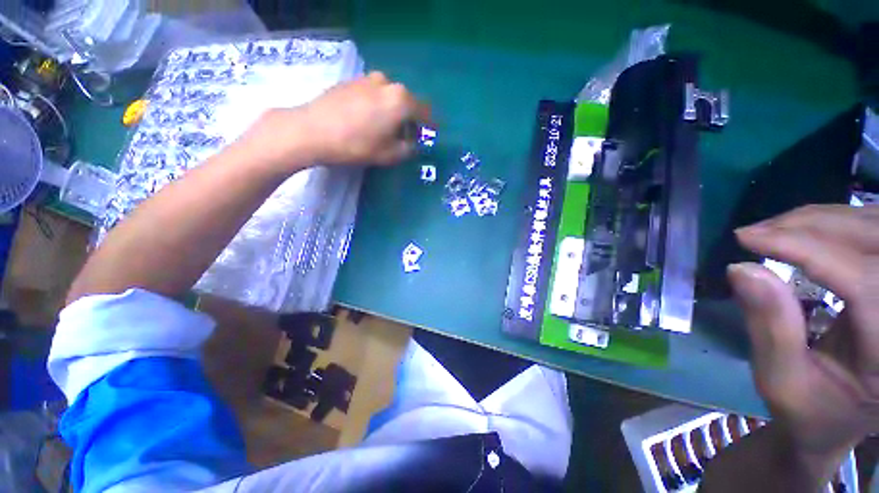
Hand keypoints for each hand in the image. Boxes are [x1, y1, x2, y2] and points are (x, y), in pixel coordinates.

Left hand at [244, 71, 429, 170]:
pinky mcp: (351, 81)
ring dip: (393, 112)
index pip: (424, 111)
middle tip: (407, 136)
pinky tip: (368, 120)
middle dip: (410, 119)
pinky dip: (378, 106)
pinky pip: (374, 94)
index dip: (431, 124)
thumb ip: (408, 149)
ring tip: (385, 129)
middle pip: (407, 102)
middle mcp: (387, 83)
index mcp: (401, 100)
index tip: (434, 132)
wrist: (312, 130)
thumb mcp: (389, 154)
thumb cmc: (357, 145)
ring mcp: (368, 79)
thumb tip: (413, 143)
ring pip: (390, 97)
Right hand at [728, 205, 878, 458]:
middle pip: (872, 240)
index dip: (805, 250)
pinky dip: (835, 220)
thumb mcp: (783, 382)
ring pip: (873, 224)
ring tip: (773, 231)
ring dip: (820, 220)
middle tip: (755, 233)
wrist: (845, 414)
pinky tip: (804, 230)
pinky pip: (871, 227)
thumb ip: (769, 329)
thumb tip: (741, 269)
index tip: (745, 238)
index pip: (862, 279)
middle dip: (809, 227)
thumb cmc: (812, 408)